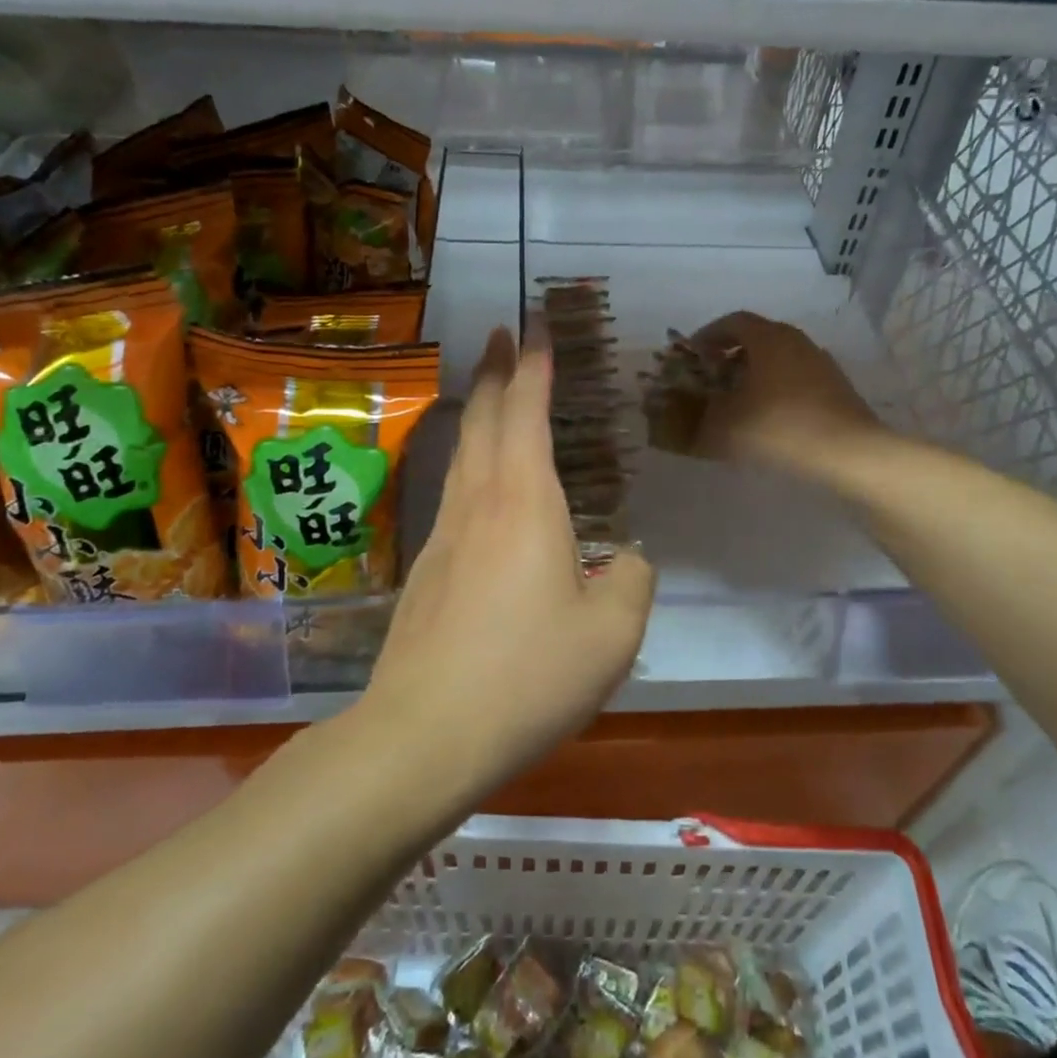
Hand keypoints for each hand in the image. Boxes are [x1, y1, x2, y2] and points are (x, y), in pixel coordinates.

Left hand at [363, 328, 654, 794]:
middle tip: (502, 333)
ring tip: (491, 388)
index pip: (527, 411)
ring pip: (462, 450)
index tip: (535, 323)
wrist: (423, 734)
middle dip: (495, 369)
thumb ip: (633, 583)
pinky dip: (471, 457)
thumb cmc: (526, 676)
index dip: (534, 363)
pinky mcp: (428, 567)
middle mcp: (480, 502)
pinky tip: (482, 480)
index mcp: (525, 502)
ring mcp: (445, 533)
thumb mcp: (611, 635)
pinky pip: (455, 489)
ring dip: (478, 408)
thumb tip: (630, 559)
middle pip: (483, 417)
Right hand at [688, 312, 882, 472]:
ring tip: (735, 400)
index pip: (732, 321)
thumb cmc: (779, 428)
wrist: (848, 454)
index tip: (691, 356)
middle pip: (756, 338)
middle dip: (728, 355)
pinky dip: (774, 388)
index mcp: (768, 338)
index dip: (707, 336)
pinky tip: (766, 417)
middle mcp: (796, 341)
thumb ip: (696, 418)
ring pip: (777, 358)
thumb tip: (679, 420)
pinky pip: (794, 378)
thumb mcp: (725, 426)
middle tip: (710, 379)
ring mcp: (820, 363)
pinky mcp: (835, 387)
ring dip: (752, 373)